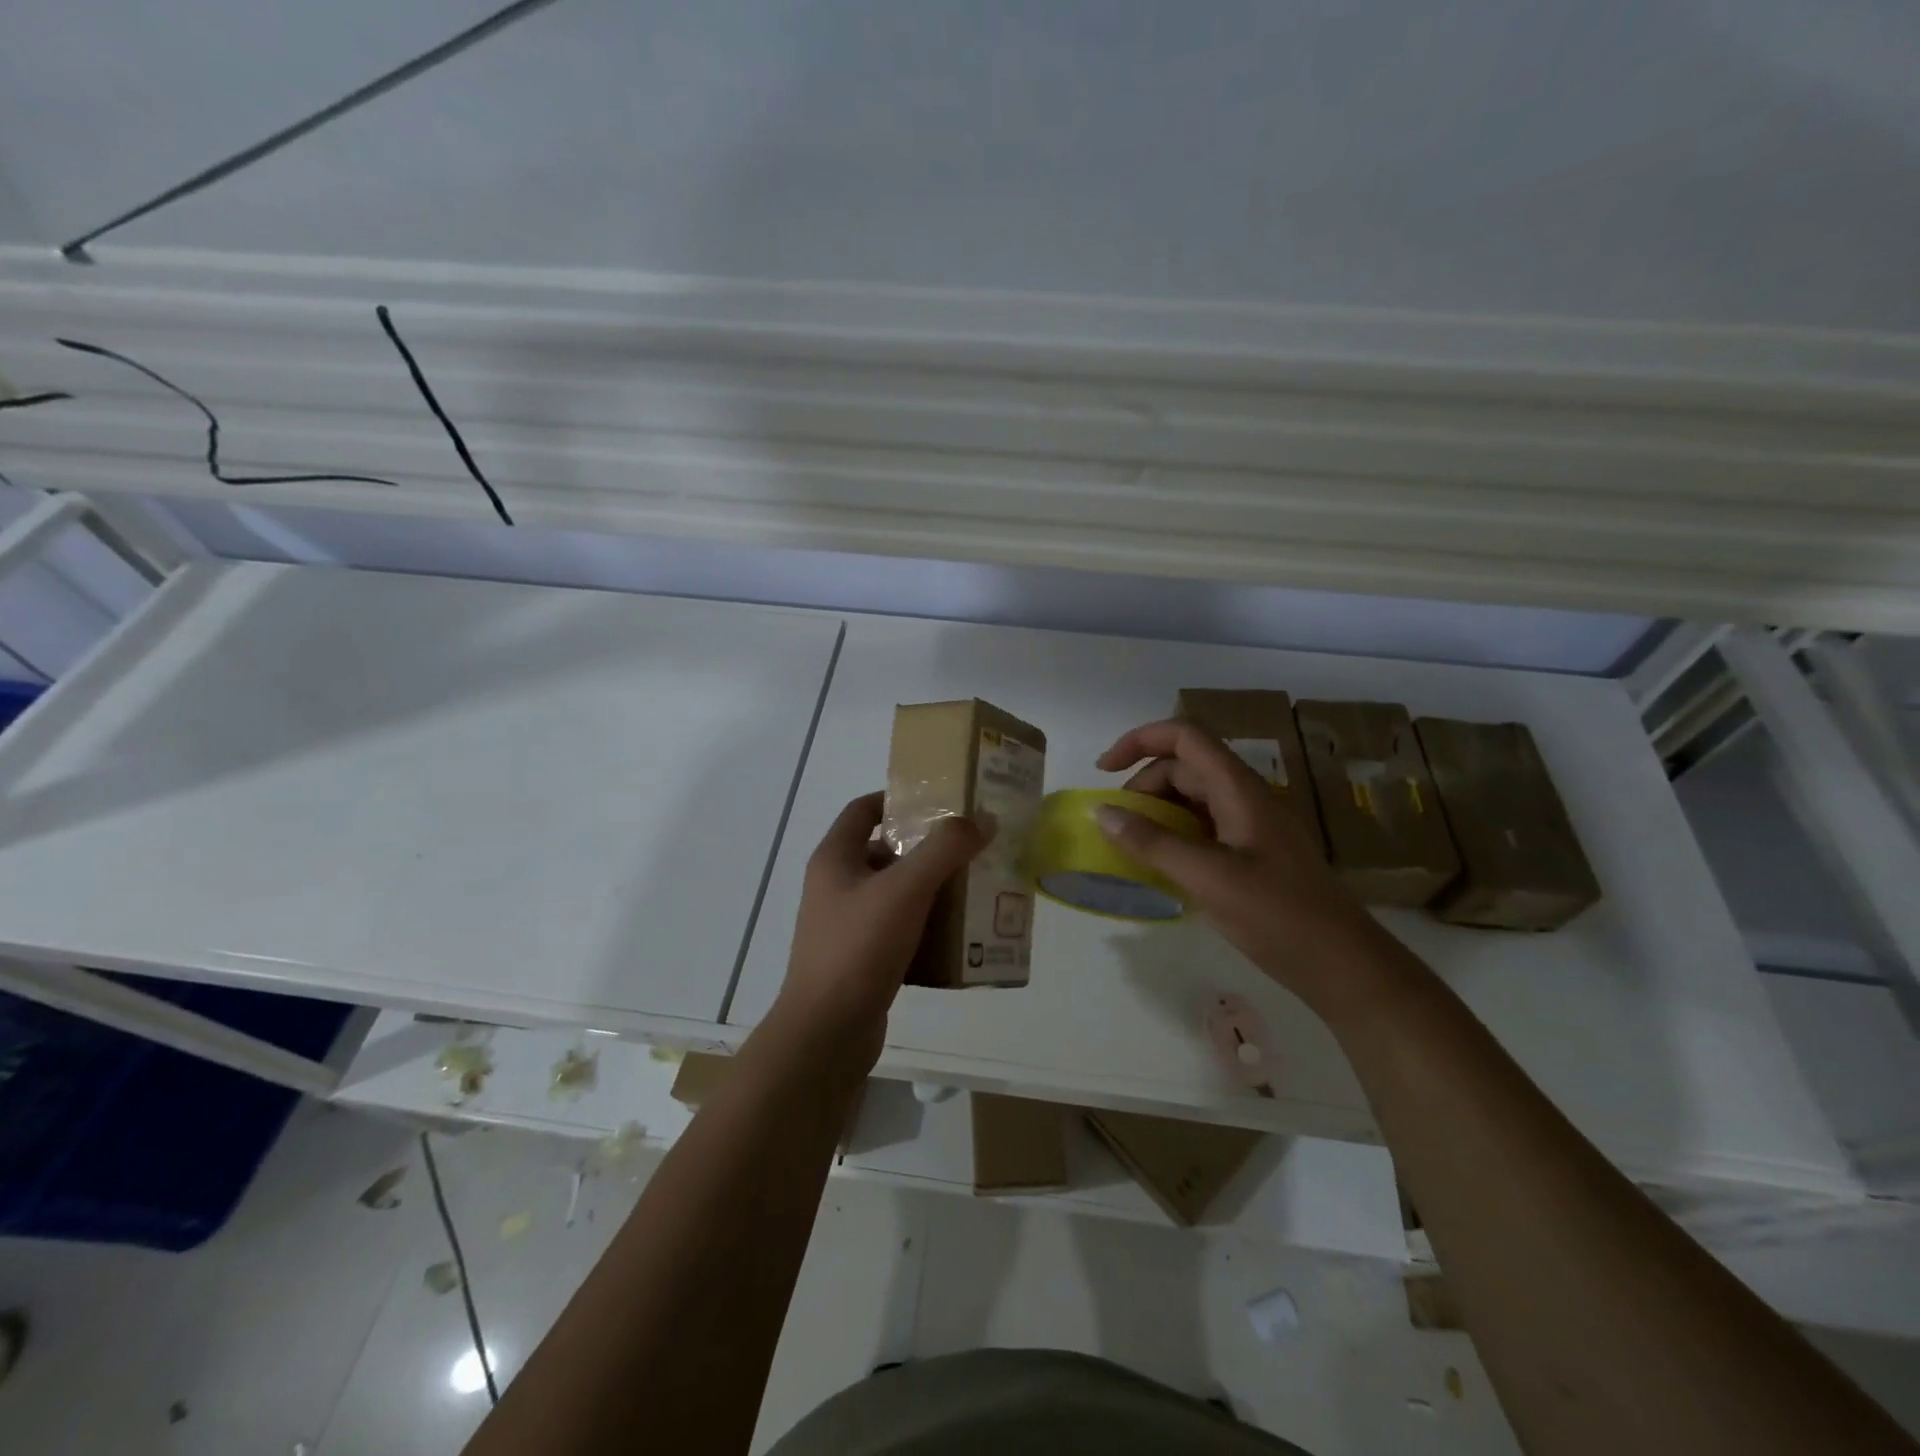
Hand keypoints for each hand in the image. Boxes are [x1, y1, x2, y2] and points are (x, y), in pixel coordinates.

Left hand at [777, 791, 984, 1064]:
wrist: (827, 1031)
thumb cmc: (860, 947)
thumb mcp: (906, 889)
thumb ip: (945, 850)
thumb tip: (982, 820)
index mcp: (835, 858)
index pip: (863, 809)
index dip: (897, 799)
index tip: (938, 801)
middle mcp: (835, 886)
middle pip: (884, 851)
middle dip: (926, 848)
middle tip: (968, 848)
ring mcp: (845, 924)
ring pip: (894, 893)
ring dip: (929, 889)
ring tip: (972, 888)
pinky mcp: (859, 958)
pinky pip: (897, 930)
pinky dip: (924, 926)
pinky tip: (957, 935)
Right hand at [1095, 720, 1402, 1016]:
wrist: (1344, 966)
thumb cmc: (1279, 915)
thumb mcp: (1208, 878)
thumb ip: (1153, 843)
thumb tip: (1102, 812)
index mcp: (1239, 790)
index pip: (1185, 737)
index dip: (1140, 740)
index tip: (1104, 770)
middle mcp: (1244, 798)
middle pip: (1184, 768)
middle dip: (1142, 787)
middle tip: (1116, 827)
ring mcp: (1250, 827)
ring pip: (1192, 800)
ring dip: (1156, 814)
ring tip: (1132, 849)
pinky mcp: (1251, 855)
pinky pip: (1202, 830)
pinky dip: (1173, 838)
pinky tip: (1160, 868)